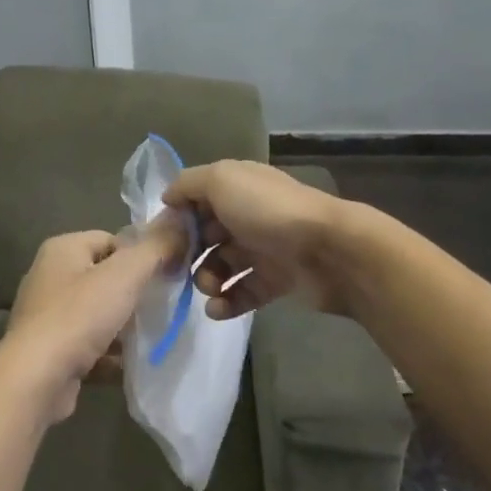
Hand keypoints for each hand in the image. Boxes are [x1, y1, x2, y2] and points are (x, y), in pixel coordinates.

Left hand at [0, 219, 185, 425]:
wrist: (37, 378)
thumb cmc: (79, 316)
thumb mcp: (124, 275)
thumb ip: (155, 248)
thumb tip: (180, 221)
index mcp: (62, 249)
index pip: (111, 240)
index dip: (140, 256)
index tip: (164, 276)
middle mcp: (49, 276)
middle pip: (104, 277)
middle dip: (132, 293)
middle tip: (159, 308)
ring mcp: (46, 315)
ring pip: (96, 313)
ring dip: (122, 326)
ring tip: (149, 337)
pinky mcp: (49, 350)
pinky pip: (87, 344)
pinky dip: (108, 353)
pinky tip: (129, 364)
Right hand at [164, 161, 349, 318]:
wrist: (329, 250)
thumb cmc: (268, 211)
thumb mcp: (221, 180)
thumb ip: (188, 184)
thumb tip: (168, 198)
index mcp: (237, 187)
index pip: (196, 200)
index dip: (177, 218)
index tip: (161, 239)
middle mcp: (248, 215)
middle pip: (206, 235)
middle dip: (189, 253)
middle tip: (181, 269)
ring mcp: (263, 249)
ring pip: (222, 266)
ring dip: (207, 280)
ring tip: (209, 289)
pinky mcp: (276, 281)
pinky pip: (243, 293)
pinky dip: (227, 303)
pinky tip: (218, 310)